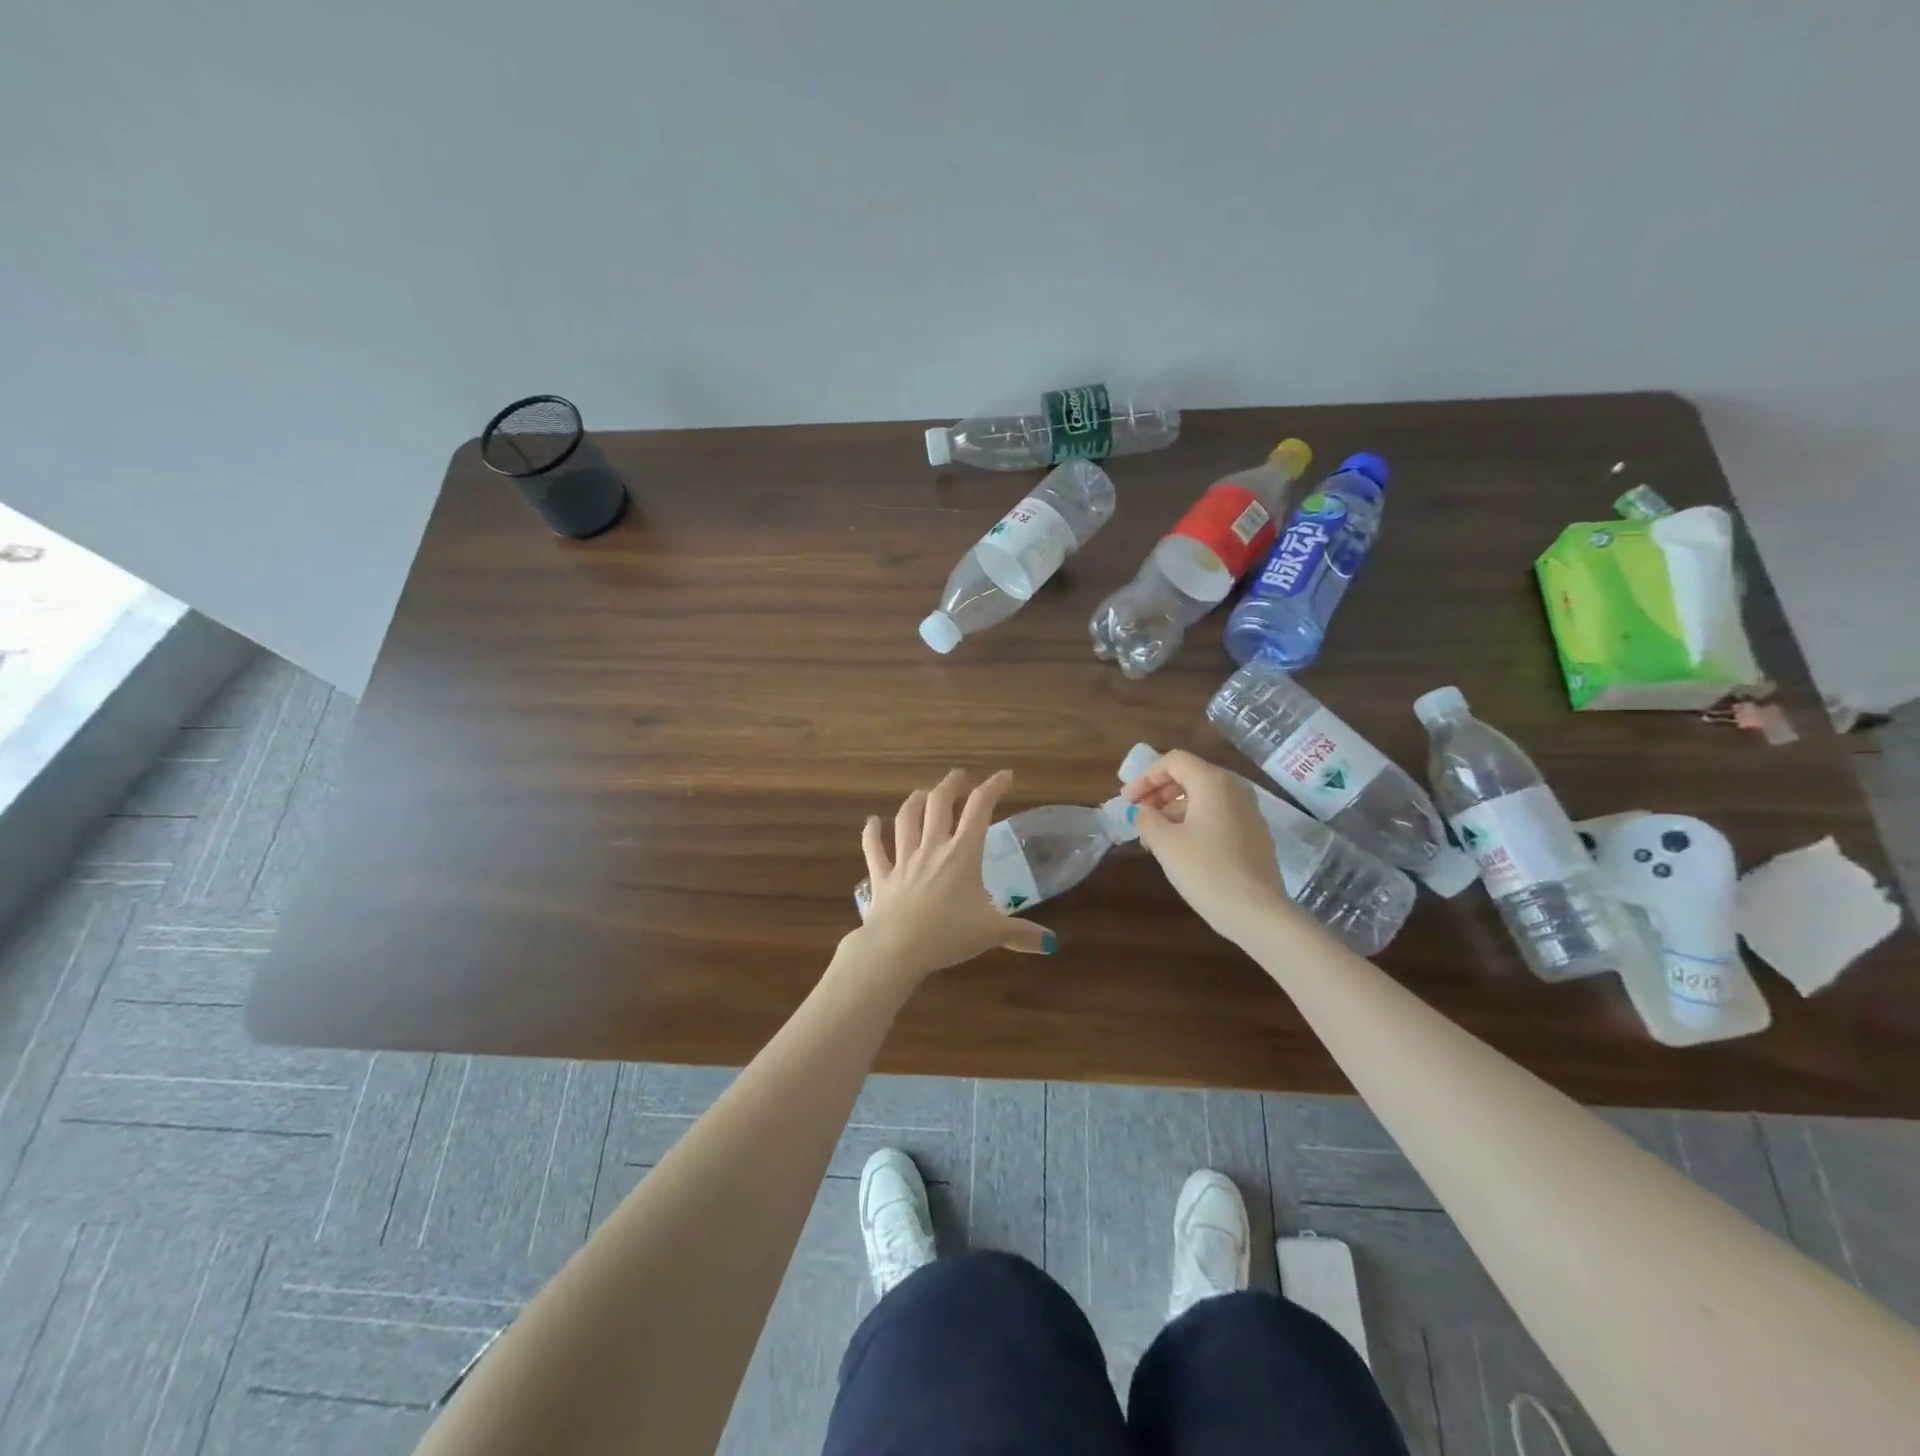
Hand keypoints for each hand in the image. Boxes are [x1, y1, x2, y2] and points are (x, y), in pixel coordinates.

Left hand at [851, 769, 1055, 982]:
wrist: (898, 948)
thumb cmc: (949, 934)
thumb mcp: (992, 933)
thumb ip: (1021, 934)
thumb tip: (1050, 943)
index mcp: (962, 854)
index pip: (980, 809)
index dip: (992, 787)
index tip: (1004, 776)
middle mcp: (932, 848)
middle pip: (939, 805)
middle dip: (950, 785)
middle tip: (959, 776)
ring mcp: (904, 861)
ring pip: (906, 820)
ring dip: (914, 802)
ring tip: (921, 792)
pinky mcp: (882, 878)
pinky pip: (874, 850)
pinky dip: (871, 834)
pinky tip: (871, 822)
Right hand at [1123, 749, 1287, 941]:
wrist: (1256, 912)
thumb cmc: (1205, 870)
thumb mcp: (1165, 843)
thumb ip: (1147, 819)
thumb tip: (1143, 812)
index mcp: (1213, 782)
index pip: (1174, 761)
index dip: (1145, 777)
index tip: (1127, 801)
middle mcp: (1235, 789)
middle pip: (1190, 777)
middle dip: (1158, 794)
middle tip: (1138, 817)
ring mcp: (1249, 812)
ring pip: (1203, 799)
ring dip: (1173, 812)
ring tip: (1153, 840)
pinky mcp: (1255, 835)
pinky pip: (1218, 817)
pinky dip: (1194, 823)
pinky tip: (1180, 850)